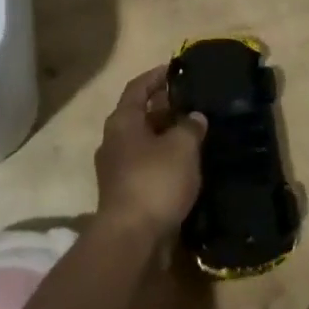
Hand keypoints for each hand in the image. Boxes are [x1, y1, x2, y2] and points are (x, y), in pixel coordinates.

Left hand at [94, 67, 206, 240]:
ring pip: (144, 143)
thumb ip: (190, 126)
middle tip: (192, 102)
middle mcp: (114, 141)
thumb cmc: (155, 181)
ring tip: (194, 133)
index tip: (175, 68)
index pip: (138, 87)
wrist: (132, 240)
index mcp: (122, 121)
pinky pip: (147, 167)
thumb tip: (194, 117)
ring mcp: (117, 170)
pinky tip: (186, 165)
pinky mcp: (125, 194)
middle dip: (165, 107)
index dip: (156, 76)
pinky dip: (165, 161)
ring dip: (166, 136)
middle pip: (140, 114)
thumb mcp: (182, 146)